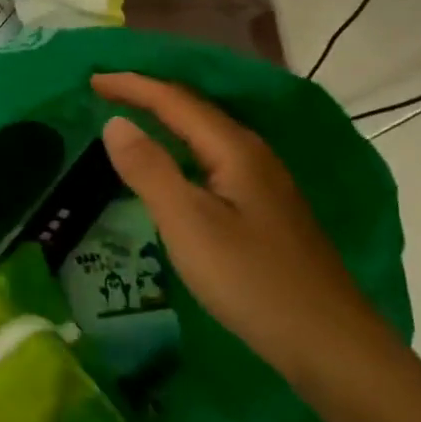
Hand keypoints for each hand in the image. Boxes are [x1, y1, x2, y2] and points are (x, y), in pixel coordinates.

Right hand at [94, 72, 392, 386]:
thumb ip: (149, 170)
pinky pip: (214, 158)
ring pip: (207, 134)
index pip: (176, 101)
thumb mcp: (188, 224)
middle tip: (106, 91)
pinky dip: (183, 147)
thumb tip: (116, 122)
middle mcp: (253, 155)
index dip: (133, 86)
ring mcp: (265, 182)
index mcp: (234, 150)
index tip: (93, 79)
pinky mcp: (266, 209)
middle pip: (195, 110)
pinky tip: (175, 165)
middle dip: (149, 94)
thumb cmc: (250, 280)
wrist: (328, 342)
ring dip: (168, 118)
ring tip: (132, 117)